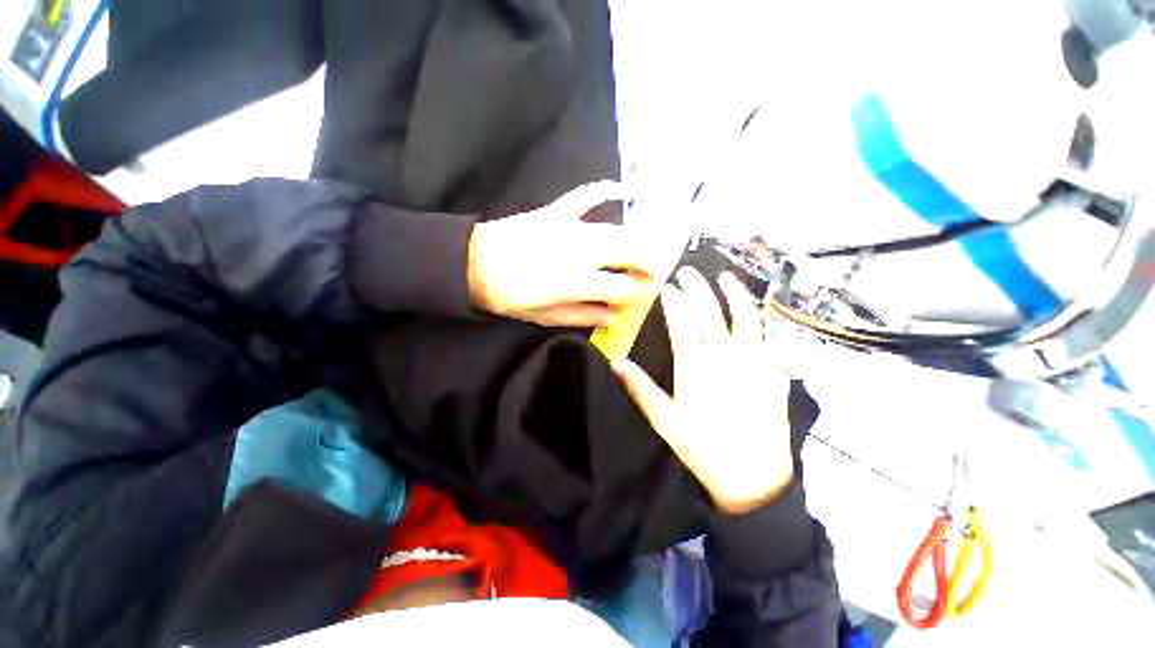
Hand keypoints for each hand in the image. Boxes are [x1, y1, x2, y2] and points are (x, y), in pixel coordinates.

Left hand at [467, 181, 655, 326]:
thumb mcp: (545, 317)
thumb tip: (613, 316)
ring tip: (649, 247)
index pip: (622, 286)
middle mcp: (581, 252)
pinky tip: (623, 188)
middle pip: (628, 252)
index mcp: (577, 282)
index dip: (637, 292)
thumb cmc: (509, 297)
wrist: (474, 263)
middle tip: (657, 270)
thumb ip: (583, 316)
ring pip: (616, 230)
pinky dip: (604, 189)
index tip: (645, 294)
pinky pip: (585, 195)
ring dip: (638, 239)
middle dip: (649, 262)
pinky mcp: (556, 212)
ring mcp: (570, 228)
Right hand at [612, 268, 794, 514]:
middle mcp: (726, 359)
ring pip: (746, 319)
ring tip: (725, 279)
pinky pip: (765, 340)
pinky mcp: (774, 373)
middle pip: (711, 313)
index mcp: (696, 369)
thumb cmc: (702, 448)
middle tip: (687, 273)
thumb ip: (640, 388)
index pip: (683, 323)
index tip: (666, 287)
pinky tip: (750, 314)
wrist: (753, 477)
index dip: (674, 301)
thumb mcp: (664, 420)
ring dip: (735, 294)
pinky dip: (756, 322)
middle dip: (698, 288)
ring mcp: (754, 363)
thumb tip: (616, 362)